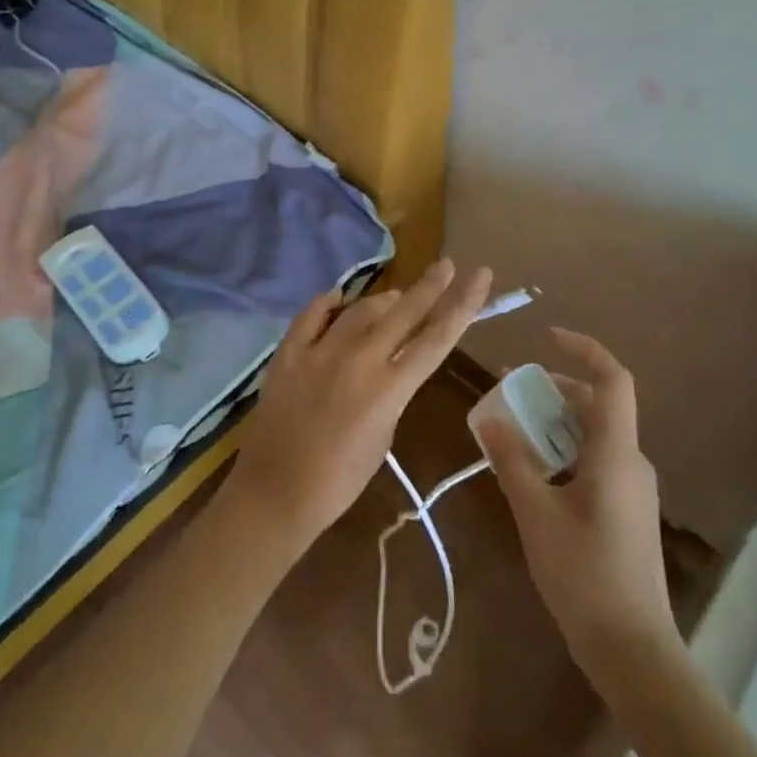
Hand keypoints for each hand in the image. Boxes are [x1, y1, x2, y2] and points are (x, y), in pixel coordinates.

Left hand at [225, 259, 493, 557]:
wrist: (276, 493)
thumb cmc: (340, 480)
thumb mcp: (384, 435)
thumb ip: (394, 391)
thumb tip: (393, 363)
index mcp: (390, 387)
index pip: (437, 337)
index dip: (463, 303)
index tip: (480, 274)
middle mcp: (360, 359)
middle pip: (404, 311)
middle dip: (430, 285)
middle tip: (445, 264)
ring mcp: (321, 351)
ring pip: (361, 309)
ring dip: (383, 301)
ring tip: (395, 298)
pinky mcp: (289, 352)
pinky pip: (313, 314)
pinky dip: (328, 303)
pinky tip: (338, 297)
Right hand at [478, 328, 679, 692]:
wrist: (632, 649)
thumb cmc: (584, 575)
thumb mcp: (536, 514)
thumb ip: (512, 461)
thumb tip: (489, 418)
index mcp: (615, 453)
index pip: (613, 380)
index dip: (584, 350)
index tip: (547, 338)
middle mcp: (631, 461)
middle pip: (598, 406)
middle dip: (555, 390)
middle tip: (511, 390)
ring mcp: (633, 488)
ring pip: (595, 435)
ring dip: (556, 423)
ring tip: (514, 430)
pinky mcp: (627, 510)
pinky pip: (596, 461)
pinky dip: (565, 451)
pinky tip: (534, 473)